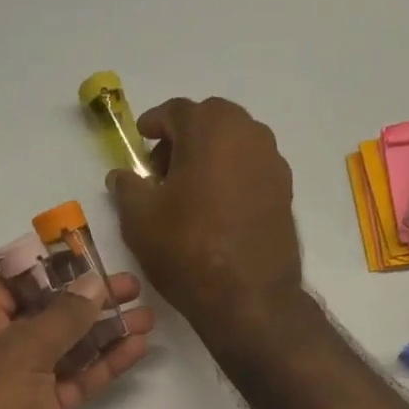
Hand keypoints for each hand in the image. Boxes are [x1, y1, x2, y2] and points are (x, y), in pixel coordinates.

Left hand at [0, 270, 152, 408]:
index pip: (18, 283)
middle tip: (134, 290)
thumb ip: (62, 317)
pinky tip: (133, 352)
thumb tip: (94, 284)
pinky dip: (101, 367)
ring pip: (65, 350)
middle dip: (89, 302)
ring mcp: (17, 384)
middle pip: (47, 315)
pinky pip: (72, 382)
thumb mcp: (20, 353)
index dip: (57, 270)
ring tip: (146, 320)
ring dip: (103, 334)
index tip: (98, 260)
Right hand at [106, 97, 304, 353]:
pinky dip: (231, 176)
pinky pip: (251, 169)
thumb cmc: (187, 249)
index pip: (176, 111)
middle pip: (210, 121)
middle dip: (183, 137)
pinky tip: (216, 208)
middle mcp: (249, 133)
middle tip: (162, 170)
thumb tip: (122, 175)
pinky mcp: (285, 191)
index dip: (153, 124)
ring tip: (189, 191)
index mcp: (210, 128)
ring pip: (234, 144)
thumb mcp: (139, 219)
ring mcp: (273, 162)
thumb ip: (127, 187)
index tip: (141, 139)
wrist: (248, 297)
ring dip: (210, 155)